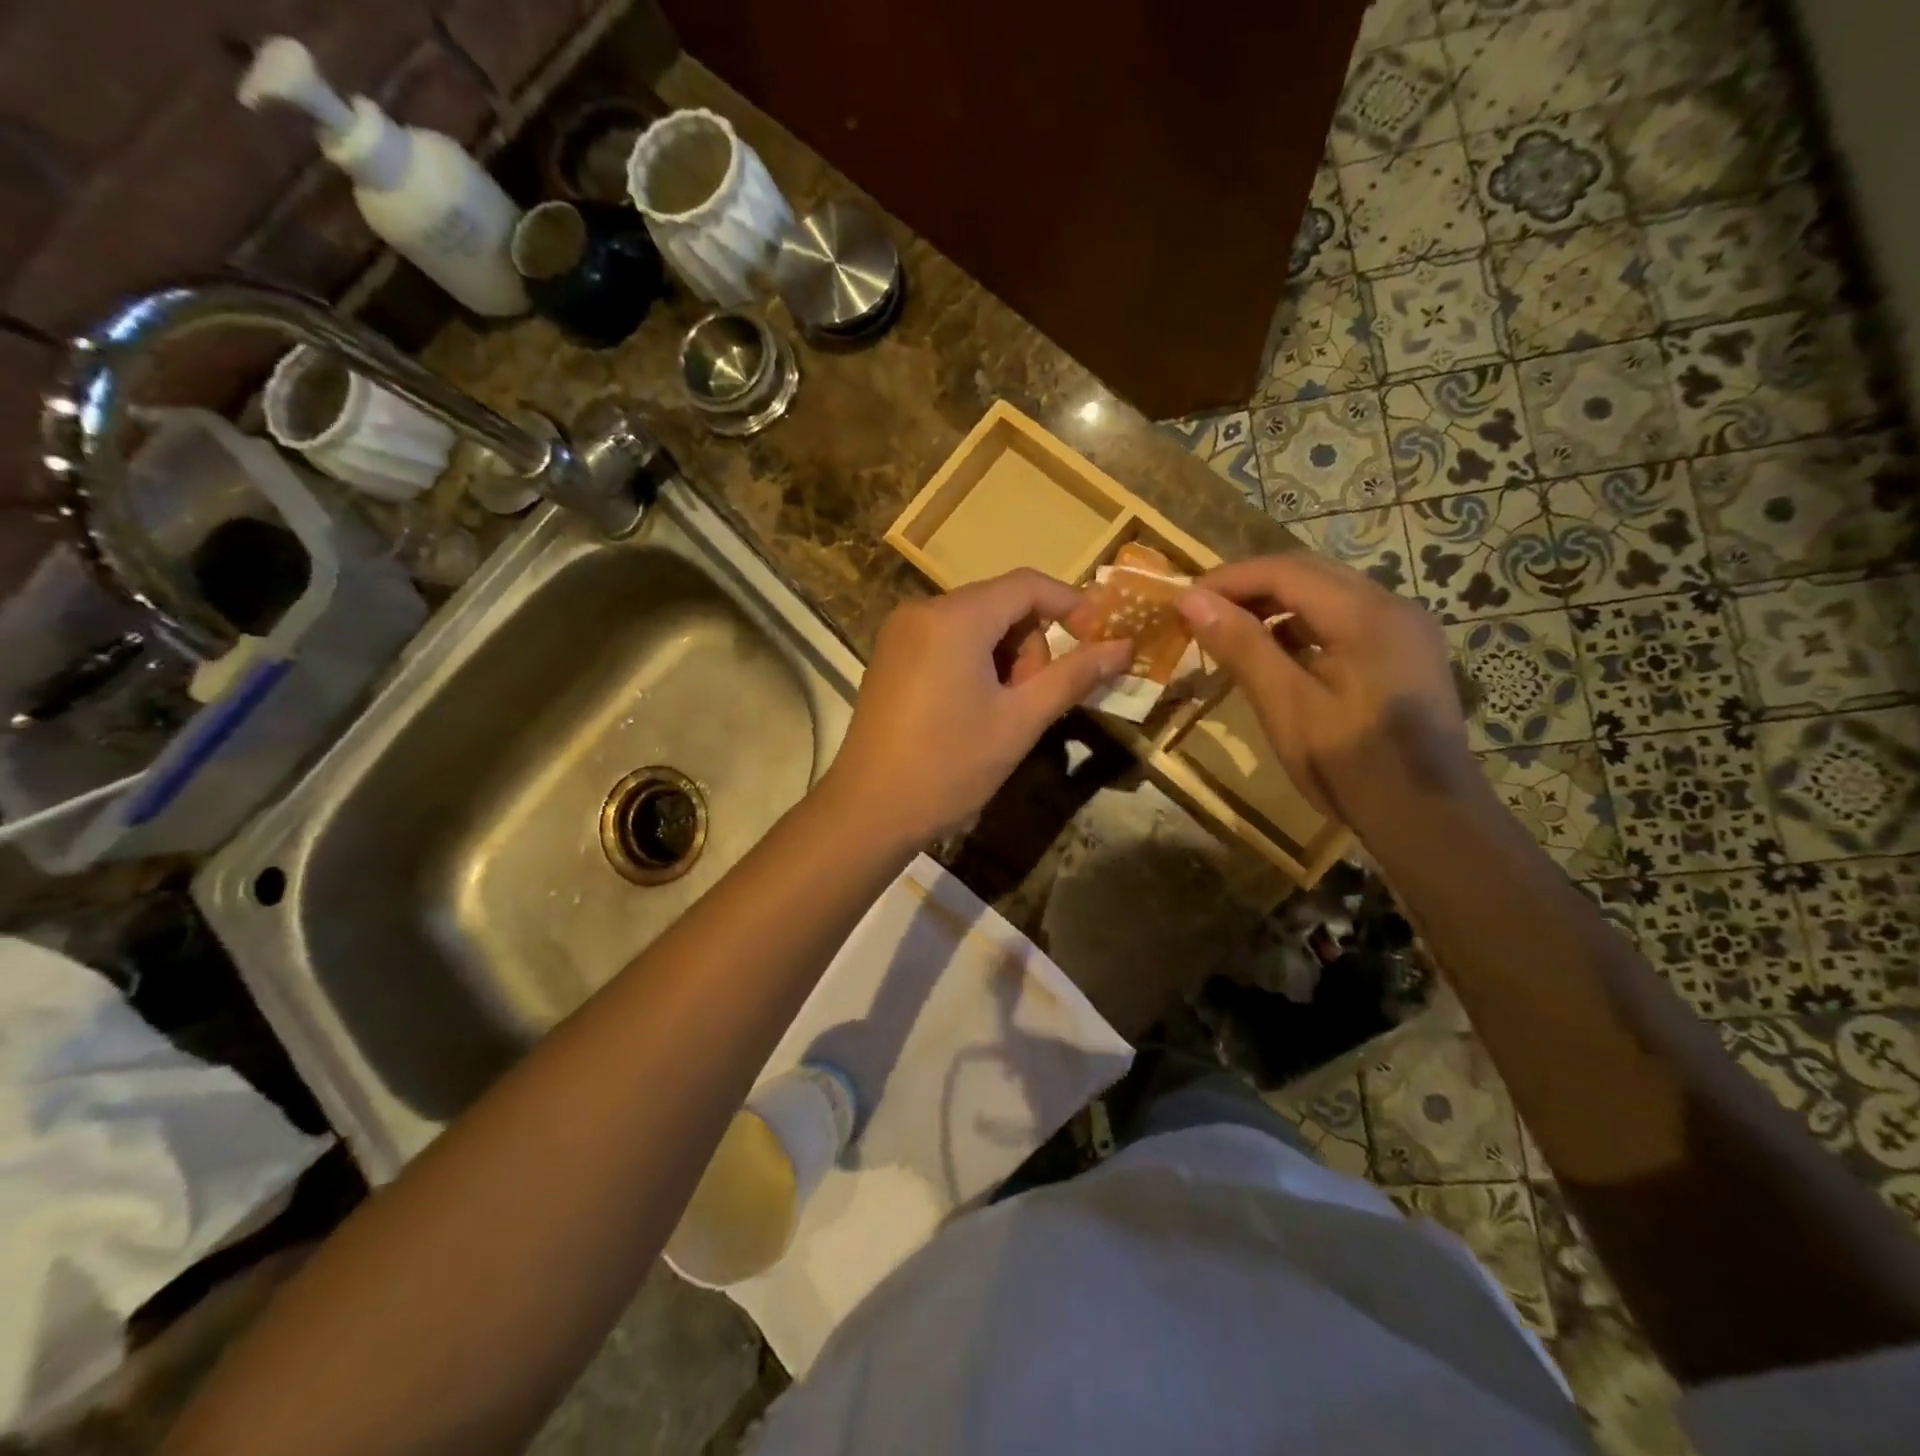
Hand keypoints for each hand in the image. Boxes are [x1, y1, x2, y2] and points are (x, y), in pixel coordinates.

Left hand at [824, 570, 1132, 844]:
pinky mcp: (890, 656)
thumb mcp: (1020, 721)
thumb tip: (1123, 647)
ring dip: (1004, 659)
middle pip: (1001, 605)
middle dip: (1030, 647)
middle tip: (1030, 702)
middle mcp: (922, 610)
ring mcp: (900, 633)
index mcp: (955, 617)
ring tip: (999, 714)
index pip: (1028, 585)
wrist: (869, 810)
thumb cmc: (949, 765)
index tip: (1100, 640)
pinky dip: (974, 663)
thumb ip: (1074, 676)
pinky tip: (971, 710)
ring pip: (976, 625)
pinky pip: (948, 641)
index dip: (1072, 606)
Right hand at [1175, 554, 1473, 832]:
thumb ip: (1241, 646)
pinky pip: (1345, 620)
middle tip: (1201, 612)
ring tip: (1231, 631)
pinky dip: (1303, 625)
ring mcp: (1404, 629)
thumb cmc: (1351, 764)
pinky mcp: (1404, 653)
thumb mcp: (1286, 705)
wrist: (1429, 818)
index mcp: (1366, 614)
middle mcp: (1392, 605)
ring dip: (1275, 604)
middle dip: (1250, 587)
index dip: (1229, 579)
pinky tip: (1277, 653)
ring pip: (1328, 594)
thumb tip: (1191, 599)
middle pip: (1309, 573)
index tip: (1183, 601)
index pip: (1285, 570)